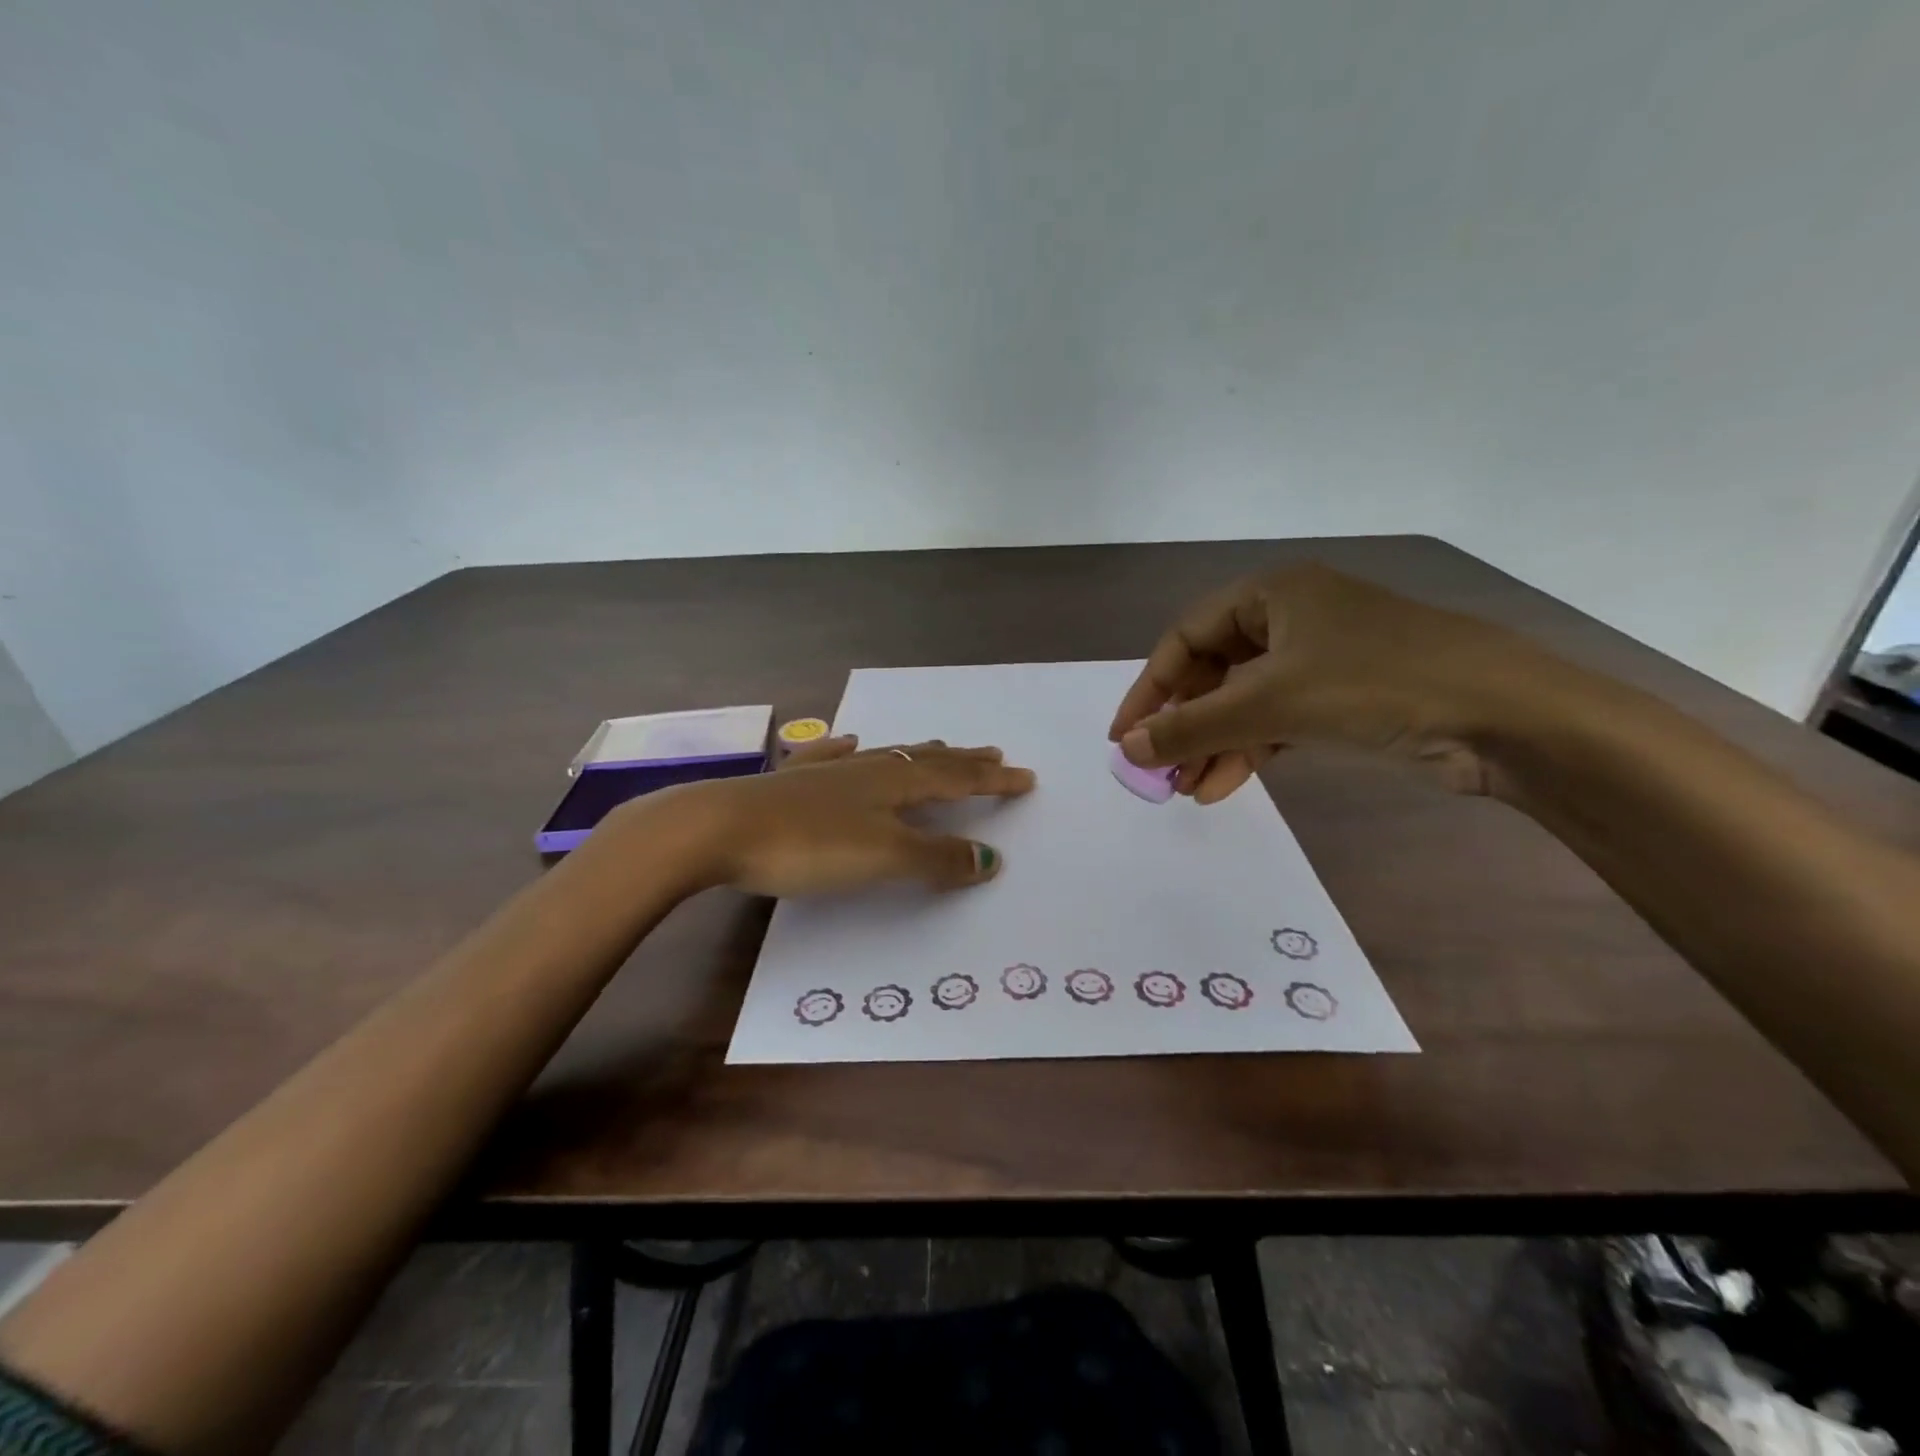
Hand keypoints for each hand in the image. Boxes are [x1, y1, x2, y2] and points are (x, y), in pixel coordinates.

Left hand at [663, 737, 1035, 896]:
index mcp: (895, 783)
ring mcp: (829, 770)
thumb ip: (937, 857)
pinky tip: (850, 741)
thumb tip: (992, 859)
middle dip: (964, 761)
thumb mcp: (883, 856)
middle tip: (993, 754)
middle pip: (927, 760)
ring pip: (886, 755)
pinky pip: (833, 757)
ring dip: (919, 754)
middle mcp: (868, 768)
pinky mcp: (793, 780)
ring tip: (940, 747)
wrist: (719, 827)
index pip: (957, 779)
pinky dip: (850, 750)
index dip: (993, 781)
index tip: (1026, 777)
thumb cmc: (808, 845)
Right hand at [1109, 564, 1553, 800]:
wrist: (1505, 717)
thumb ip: (1192, 727)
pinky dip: (1249, 751)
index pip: (1185, 638)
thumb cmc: (1376, 685)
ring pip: (1243, 702)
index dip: (1150, 688)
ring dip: (1213, 745)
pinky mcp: (1342, 698)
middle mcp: (1290, 618)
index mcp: (1271, 594)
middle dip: (1184, 724)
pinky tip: (1224, 786)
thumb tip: (1126, 749)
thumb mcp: (1271, 703)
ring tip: (1187, 791)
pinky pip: (1275, 721)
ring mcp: (1319, 659)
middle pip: (1213, 672)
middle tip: (1158, 771)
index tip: (1124, 735)